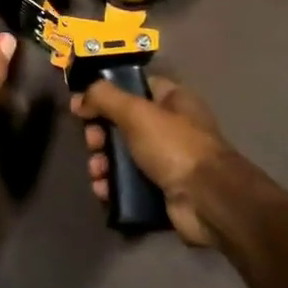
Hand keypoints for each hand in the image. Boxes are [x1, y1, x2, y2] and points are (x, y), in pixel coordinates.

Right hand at [71, 75, 229, 245]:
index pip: (135, 86)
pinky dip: (113, 186)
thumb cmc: (174, 146)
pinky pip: (129, 183)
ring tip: (97, 172)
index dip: (108, 92)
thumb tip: (80, 98)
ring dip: (103, 163)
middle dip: (100, 134)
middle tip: (92, 143)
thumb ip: (104, 97)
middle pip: (124, 123)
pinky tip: (103, 191)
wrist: (207, 200)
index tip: (83, 104)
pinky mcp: (163, 189)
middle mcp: (172, 127)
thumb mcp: (136, 112)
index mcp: (173, 100)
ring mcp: (168, 160)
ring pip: (123, 155)